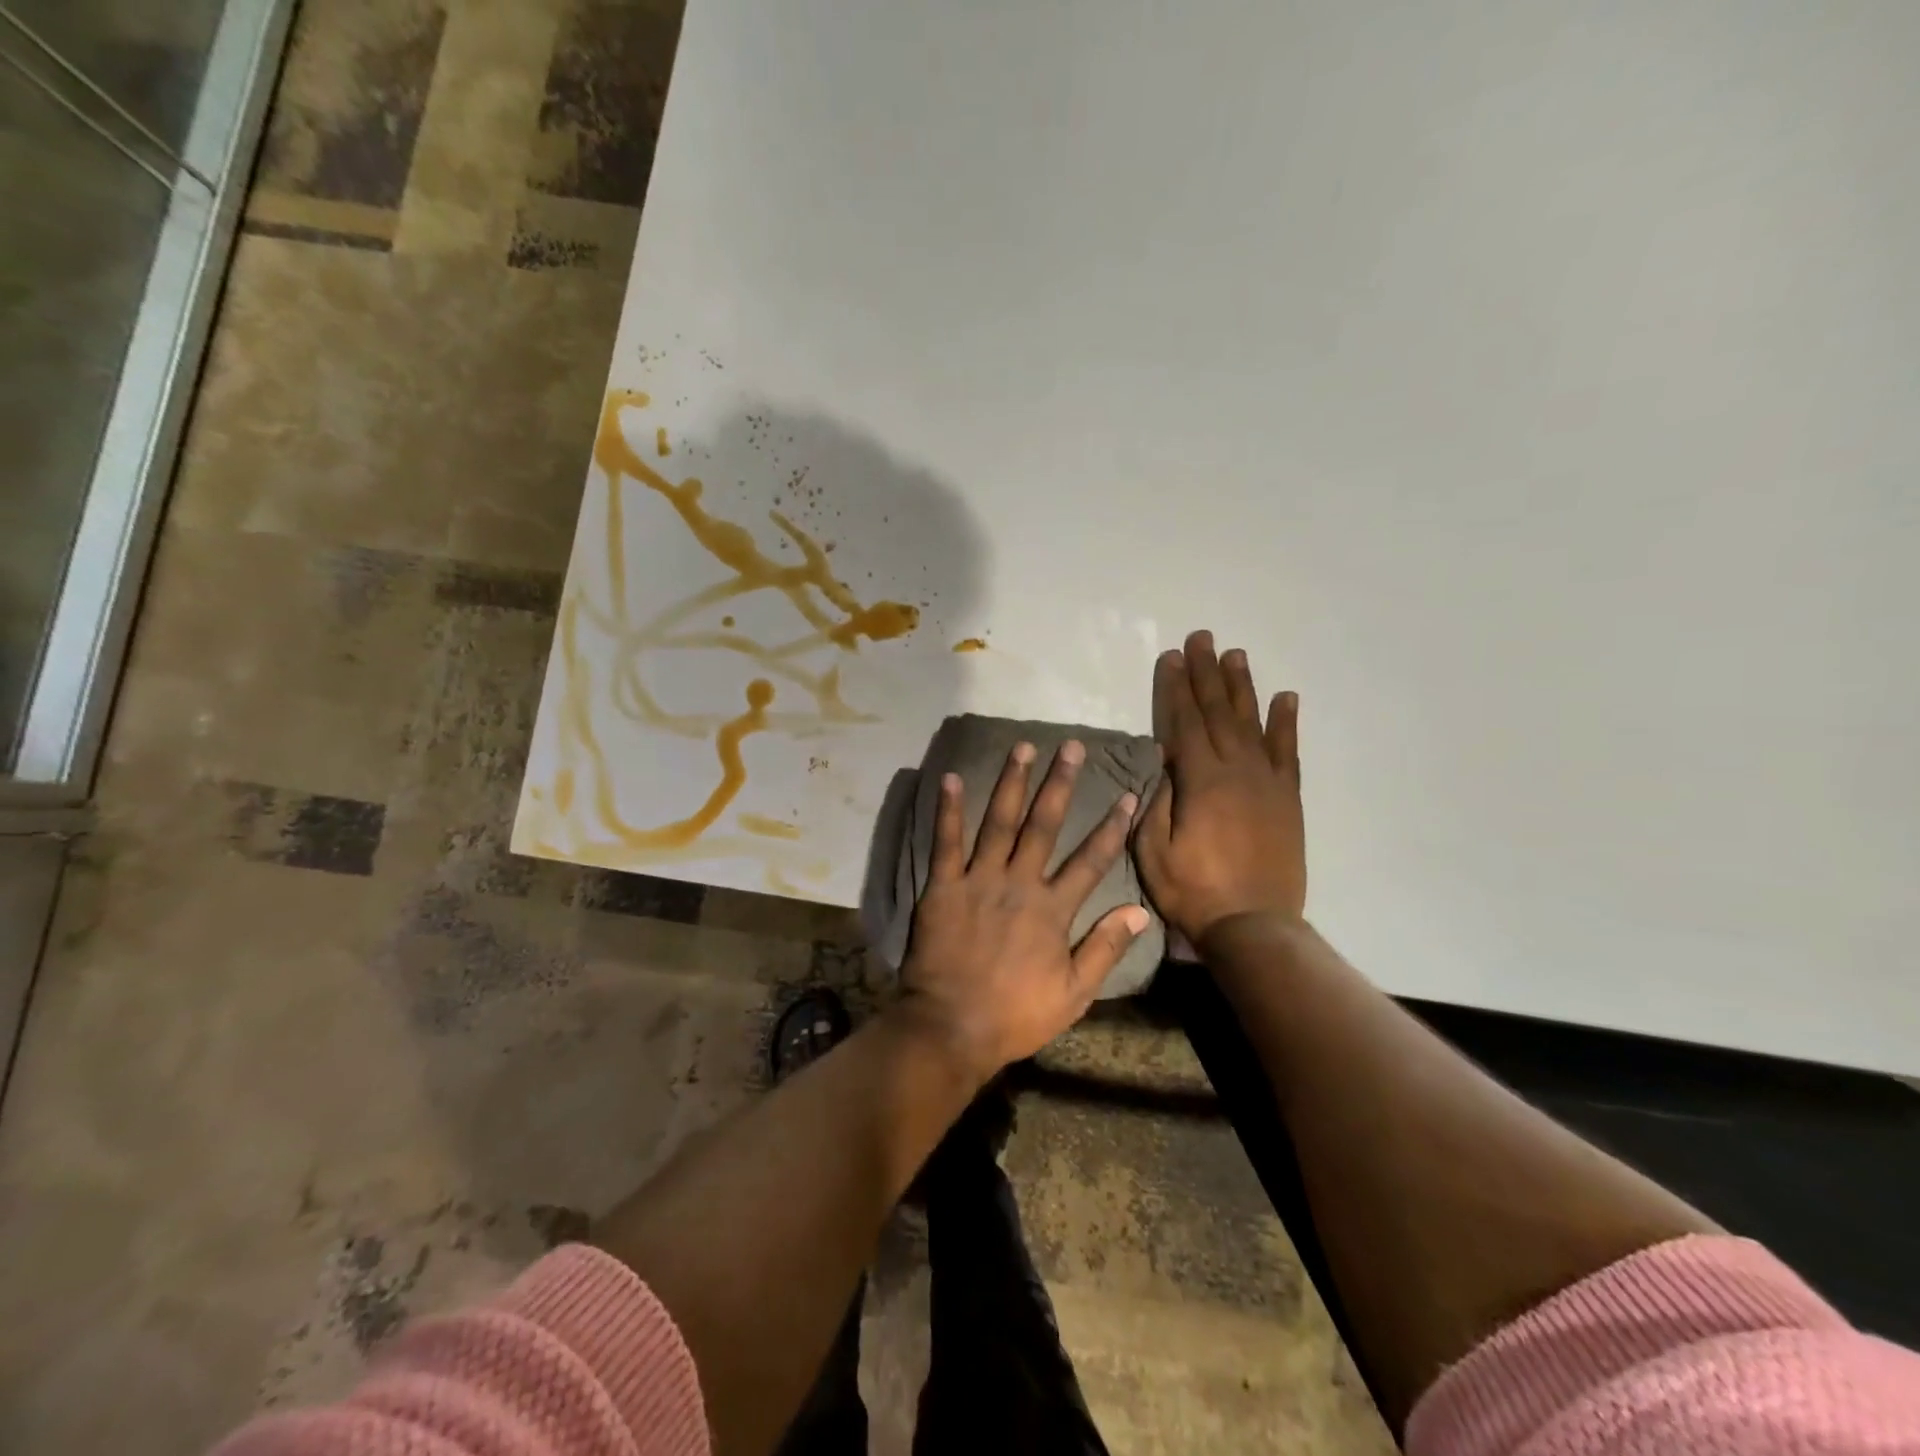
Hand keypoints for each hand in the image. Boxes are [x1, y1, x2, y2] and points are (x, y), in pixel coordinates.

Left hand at [896, 740, 1148, 1080]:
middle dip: (1060, 783)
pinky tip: (949, 777)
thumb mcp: (1073, 993)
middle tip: (1071, 746)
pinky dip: (947, 809)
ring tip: (1022, 747)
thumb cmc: (1015, 1014)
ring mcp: (979, 880)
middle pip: (1045, 825)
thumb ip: (1105, 948)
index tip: (1127, 794)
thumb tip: (1139, 911)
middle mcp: (1019, 883)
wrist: (951, 1027)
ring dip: (1012, 782)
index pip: (1091, 860)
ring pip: (999, 822)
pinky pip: (946, 842)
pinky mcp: (943, 886)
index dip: (1112, 826)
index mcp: (1053, 909)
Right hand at [1134, 630, 1305, 945]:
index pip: (1185, 723)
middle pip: (1218, 712)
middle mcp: (1237, 770)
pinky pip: (1288, 752)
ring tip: (1236, 654)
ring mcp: (1267, 782)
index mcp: (1202, 781)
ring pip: (1253, 723)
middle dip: (1207, 673)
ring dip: (1242, 687)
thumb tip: (1163, 762)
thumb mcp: (1154, 851)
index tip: (1172, 657)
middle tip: (1201, 638)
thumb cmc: (1193, 890)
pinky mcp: (1287, 798)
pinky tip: (1285, 698)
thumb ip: (1156, 802)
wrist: (1255, 924)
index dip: (1176, 688)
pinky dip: (1286, 723)